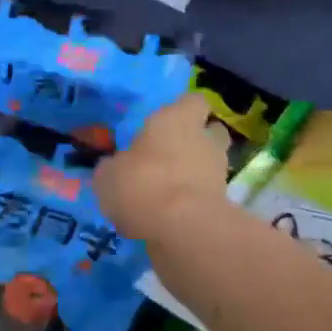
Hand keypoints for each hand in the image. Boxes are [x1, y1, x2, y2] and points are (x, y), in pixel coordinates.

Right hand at [94, 93, 232, 240]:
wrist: (182, 229)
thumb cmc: (141, 184)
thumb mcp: (107, 175)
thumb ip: (114, 166)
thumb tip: (115, 168)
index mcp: (176, 119)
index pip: (193, 101)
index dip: (183, 110)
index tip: (167, 122)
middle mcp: (204, 139)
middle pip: (210, 131)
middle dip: (196, 141)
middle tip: (170, 155)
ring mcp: (218, 171)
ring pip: (210, 164)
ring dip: (195, 173)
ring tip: (168, 189)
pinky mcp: (224, 203)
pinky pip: (207, 194)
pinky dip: (193, 201)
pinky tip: (170, 214)